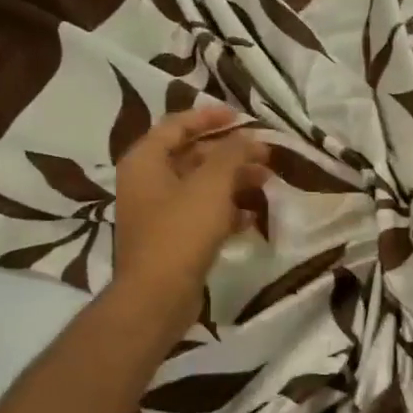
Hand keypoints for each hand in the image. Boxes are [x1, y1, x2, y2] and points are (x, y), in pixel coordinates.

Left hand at [111, 104, 269, 330]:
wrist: (157, 296)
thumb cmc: (180, 231)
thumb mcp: (211, 184)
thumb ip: (231, 153)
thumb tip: (247, 137)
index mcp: (145, 161)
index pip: (177, 125)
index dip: (209, 117)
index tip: (241, 118)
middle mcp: (147, 182)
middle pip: (192, 156)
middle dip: (230, 154)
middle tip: (264, 155)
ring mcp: (158, 213)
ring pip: (201, 186)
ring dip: (233, 182)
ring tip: (266, 184)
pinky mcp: (172, 239)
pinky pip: (202, 214)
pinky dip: (226, 211)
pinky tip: (252, 216)